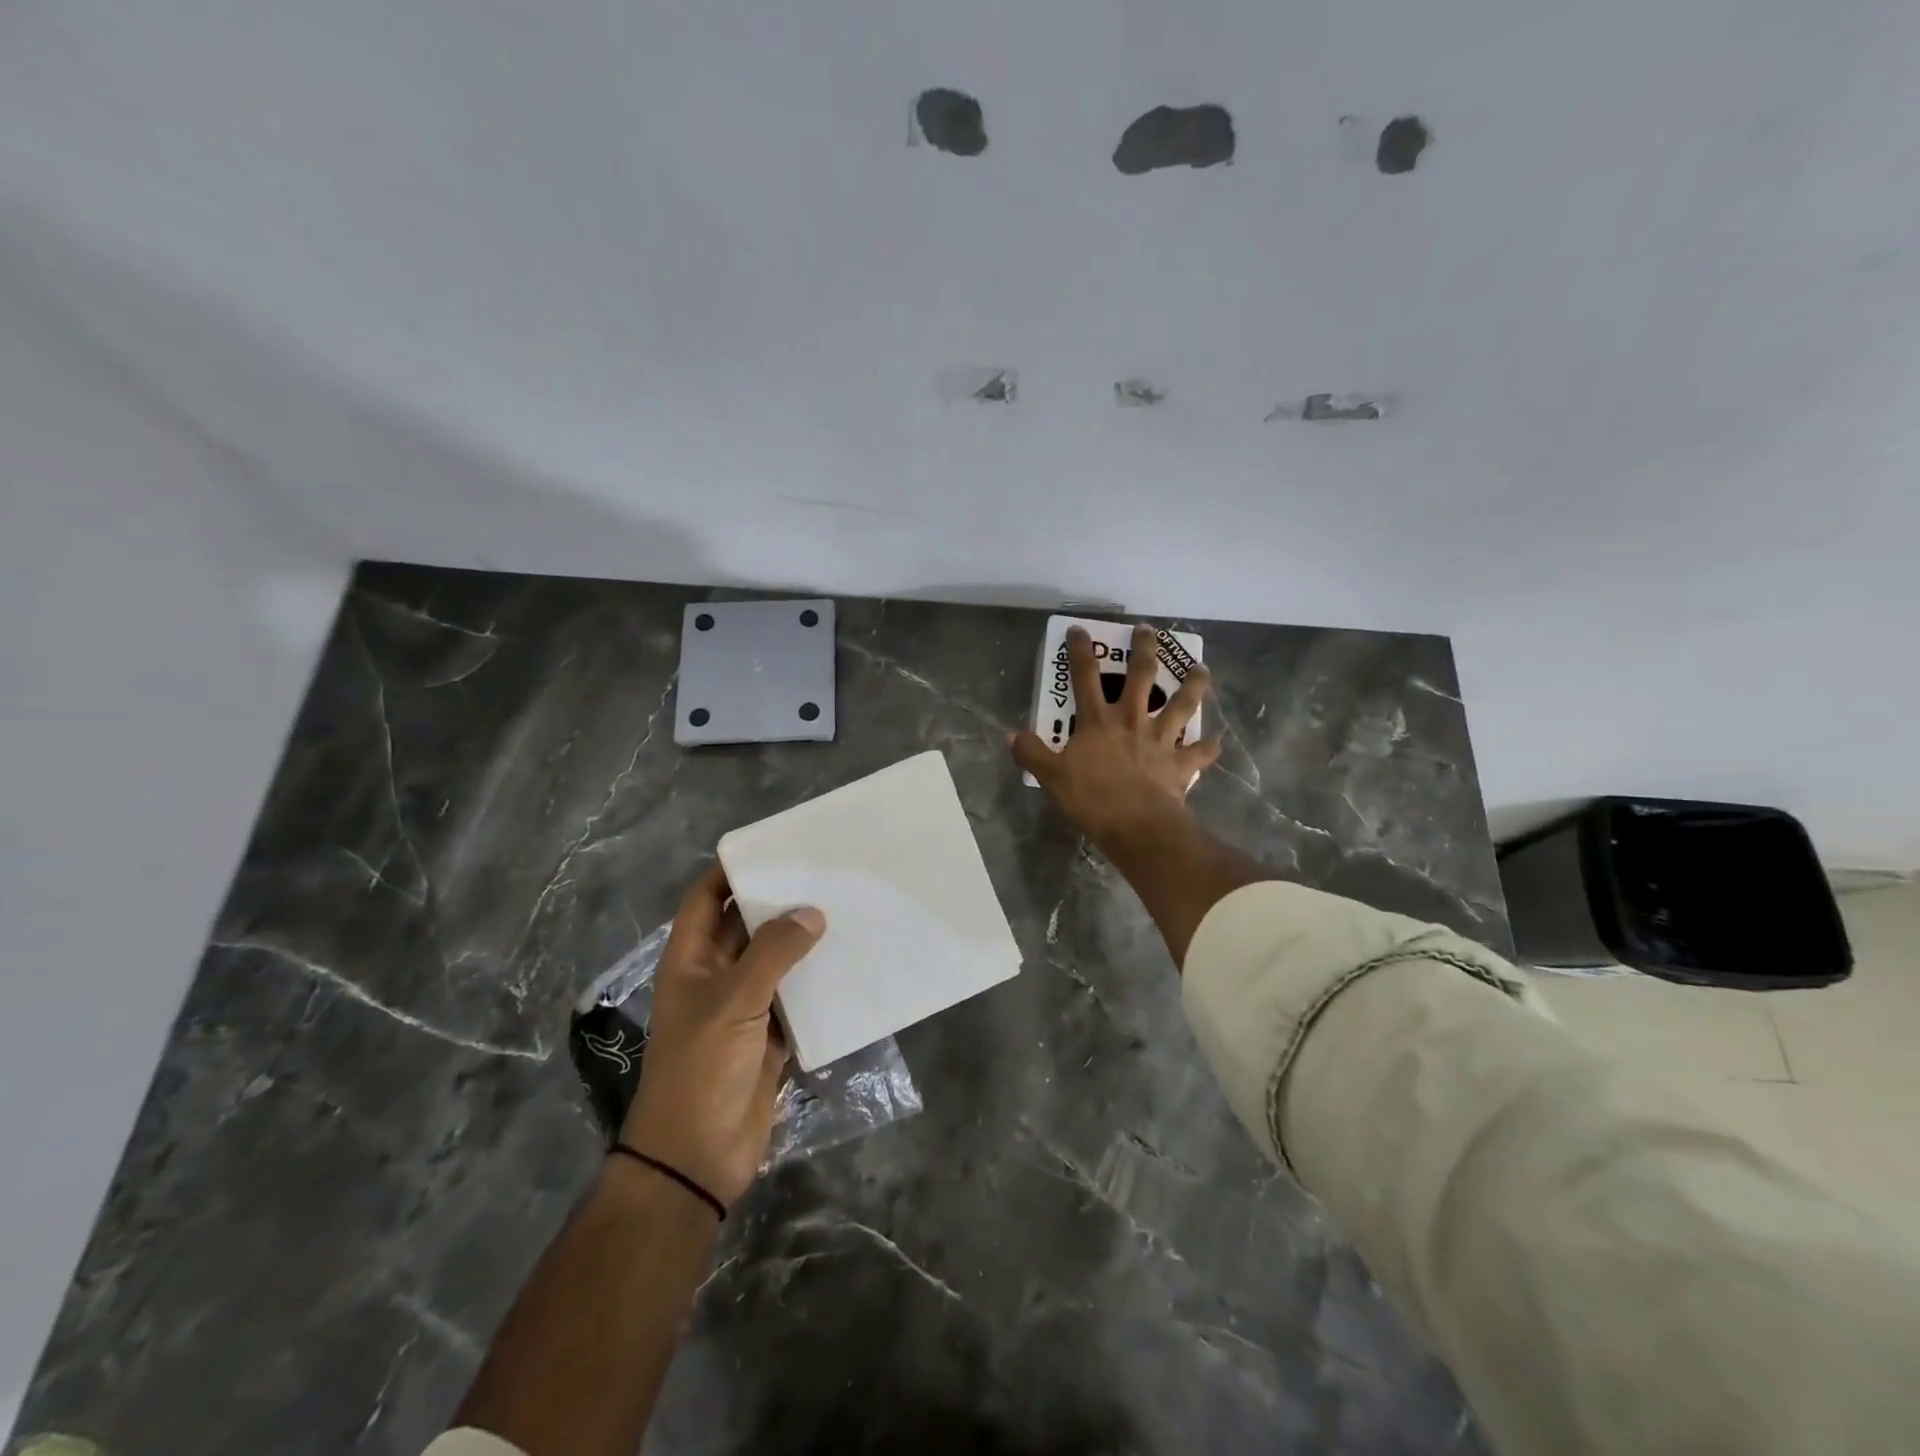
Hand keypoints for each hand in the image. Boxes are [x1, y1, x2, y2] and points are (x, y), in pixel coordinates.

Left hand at [620, 865, 825, 1207]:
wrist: (698, 1155)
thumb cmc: (701, 1067)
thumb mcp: (733, 1002)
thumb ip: (773, 953)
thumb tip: (812, 913)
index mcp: (691, 958)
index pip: (706, 898)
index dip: (731, 870)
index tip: (775, 847)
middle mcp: (716, 974)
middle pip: (746, 924)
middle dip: (778, 900)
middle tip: (823, 872)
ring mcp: (744, 1005)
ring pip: (775, 959)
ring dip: (803, 939)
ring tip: (845, 907)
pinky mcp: (771, 1033)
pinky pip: (796, 994)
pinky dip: (817, 979)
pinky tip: (849, 960)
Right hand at [1010, 623, 1221, 846]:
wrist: (1137, 824)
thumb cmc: (1092, 798)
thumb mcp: (1051, 777)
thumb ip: (1032, 753)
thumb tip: (1012, 735)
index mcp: (1099, 721)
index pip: (1084, 677)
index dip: (1080, 651)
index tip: (1079, 629)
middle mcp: (1132, 721)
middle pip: (1142, 676)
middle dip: (1145, 650)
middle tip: (1149, 630)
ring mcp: (1161, 740)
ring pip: (1183, 704)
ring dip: (1194, 685)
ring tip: (1201, 668)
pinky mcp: (1180, 764)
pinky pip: (1199, 753)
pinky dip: (1208, 748)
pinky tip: (1216, 743)